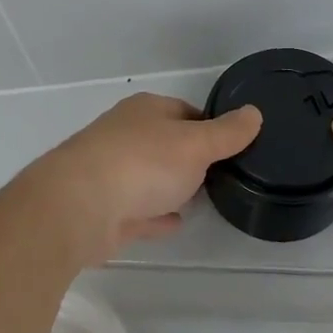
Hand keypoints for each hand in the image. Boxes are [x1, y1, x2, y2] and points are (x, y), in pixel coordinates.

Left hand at [28, 93, 262, 257]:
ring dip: (171, 185)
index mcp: (145, 110)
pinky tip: (174, 222)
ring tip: (201, 198)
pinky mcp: (104, 209)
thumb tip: (254, 113)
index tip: (233, 146)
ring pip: (150, 176)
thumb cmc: (141, 164)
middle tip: (222, 174)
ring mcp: (111, 172)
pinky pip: (138, 210)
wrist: (78, 207)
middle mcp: (125, 135)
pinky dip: (155, 214)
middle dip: (190, 157)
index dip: (211, 126)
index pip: (186, 111)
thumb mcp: (195, 144)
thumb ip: (227, 133)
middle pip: (166, 143)